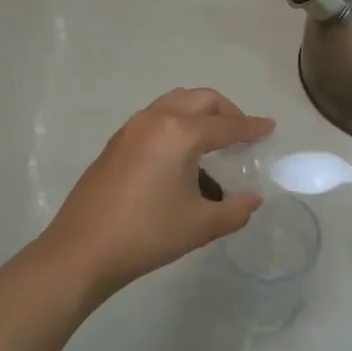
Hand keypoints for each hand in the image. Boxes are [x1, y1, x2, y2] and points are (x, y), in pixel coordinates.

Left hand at [43, 88, 274, 301]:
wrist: (81, 251)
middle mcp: (155, 119)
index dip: (251, 127)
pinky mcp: (115, 143)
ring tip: (213, 140)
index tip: (270, 127)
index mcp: (180, 133)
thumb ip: (235, 210)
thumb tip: (253, 199)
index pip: (226, 125)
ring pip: (174, 103)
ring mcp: (131, 129)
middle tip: (242, 133)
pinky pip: (155, 117)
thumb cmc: (147, 235)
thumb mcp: (200, 225)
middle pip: (200, 100)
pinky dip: (177, 123)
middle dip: (226, 111)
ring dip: (199, 113)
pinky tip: (180, 155)